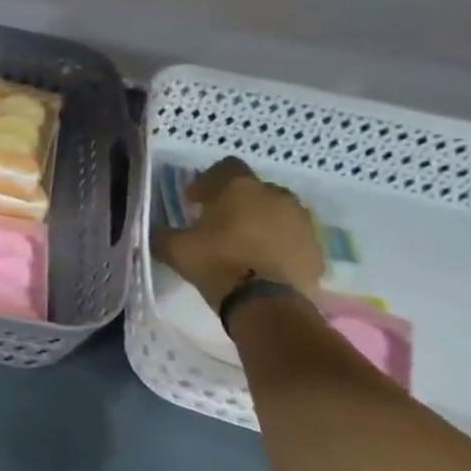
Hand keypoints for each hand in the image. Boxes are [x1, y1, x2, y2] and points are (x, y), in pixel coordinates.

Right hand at [154, 157, 324, 308]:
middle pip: (254, 190)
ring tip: (243, 245)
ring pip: (277, 213)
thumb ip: (161, 233)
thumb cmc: (216, 263)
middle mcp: (276, 195)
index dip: (209, 181)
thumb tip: (153, 229)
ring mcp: (302, 221)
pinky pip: (293, 238)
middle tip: (218, 224)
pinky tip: (263, 264)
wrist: (266, 303)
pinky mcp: (316, 248)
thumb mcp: (174, 249)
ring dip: (261, 222)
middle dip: (237, 203)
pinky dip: (278, 245)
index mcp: (240, 188)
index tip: (195, 201)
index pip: (226, 166)